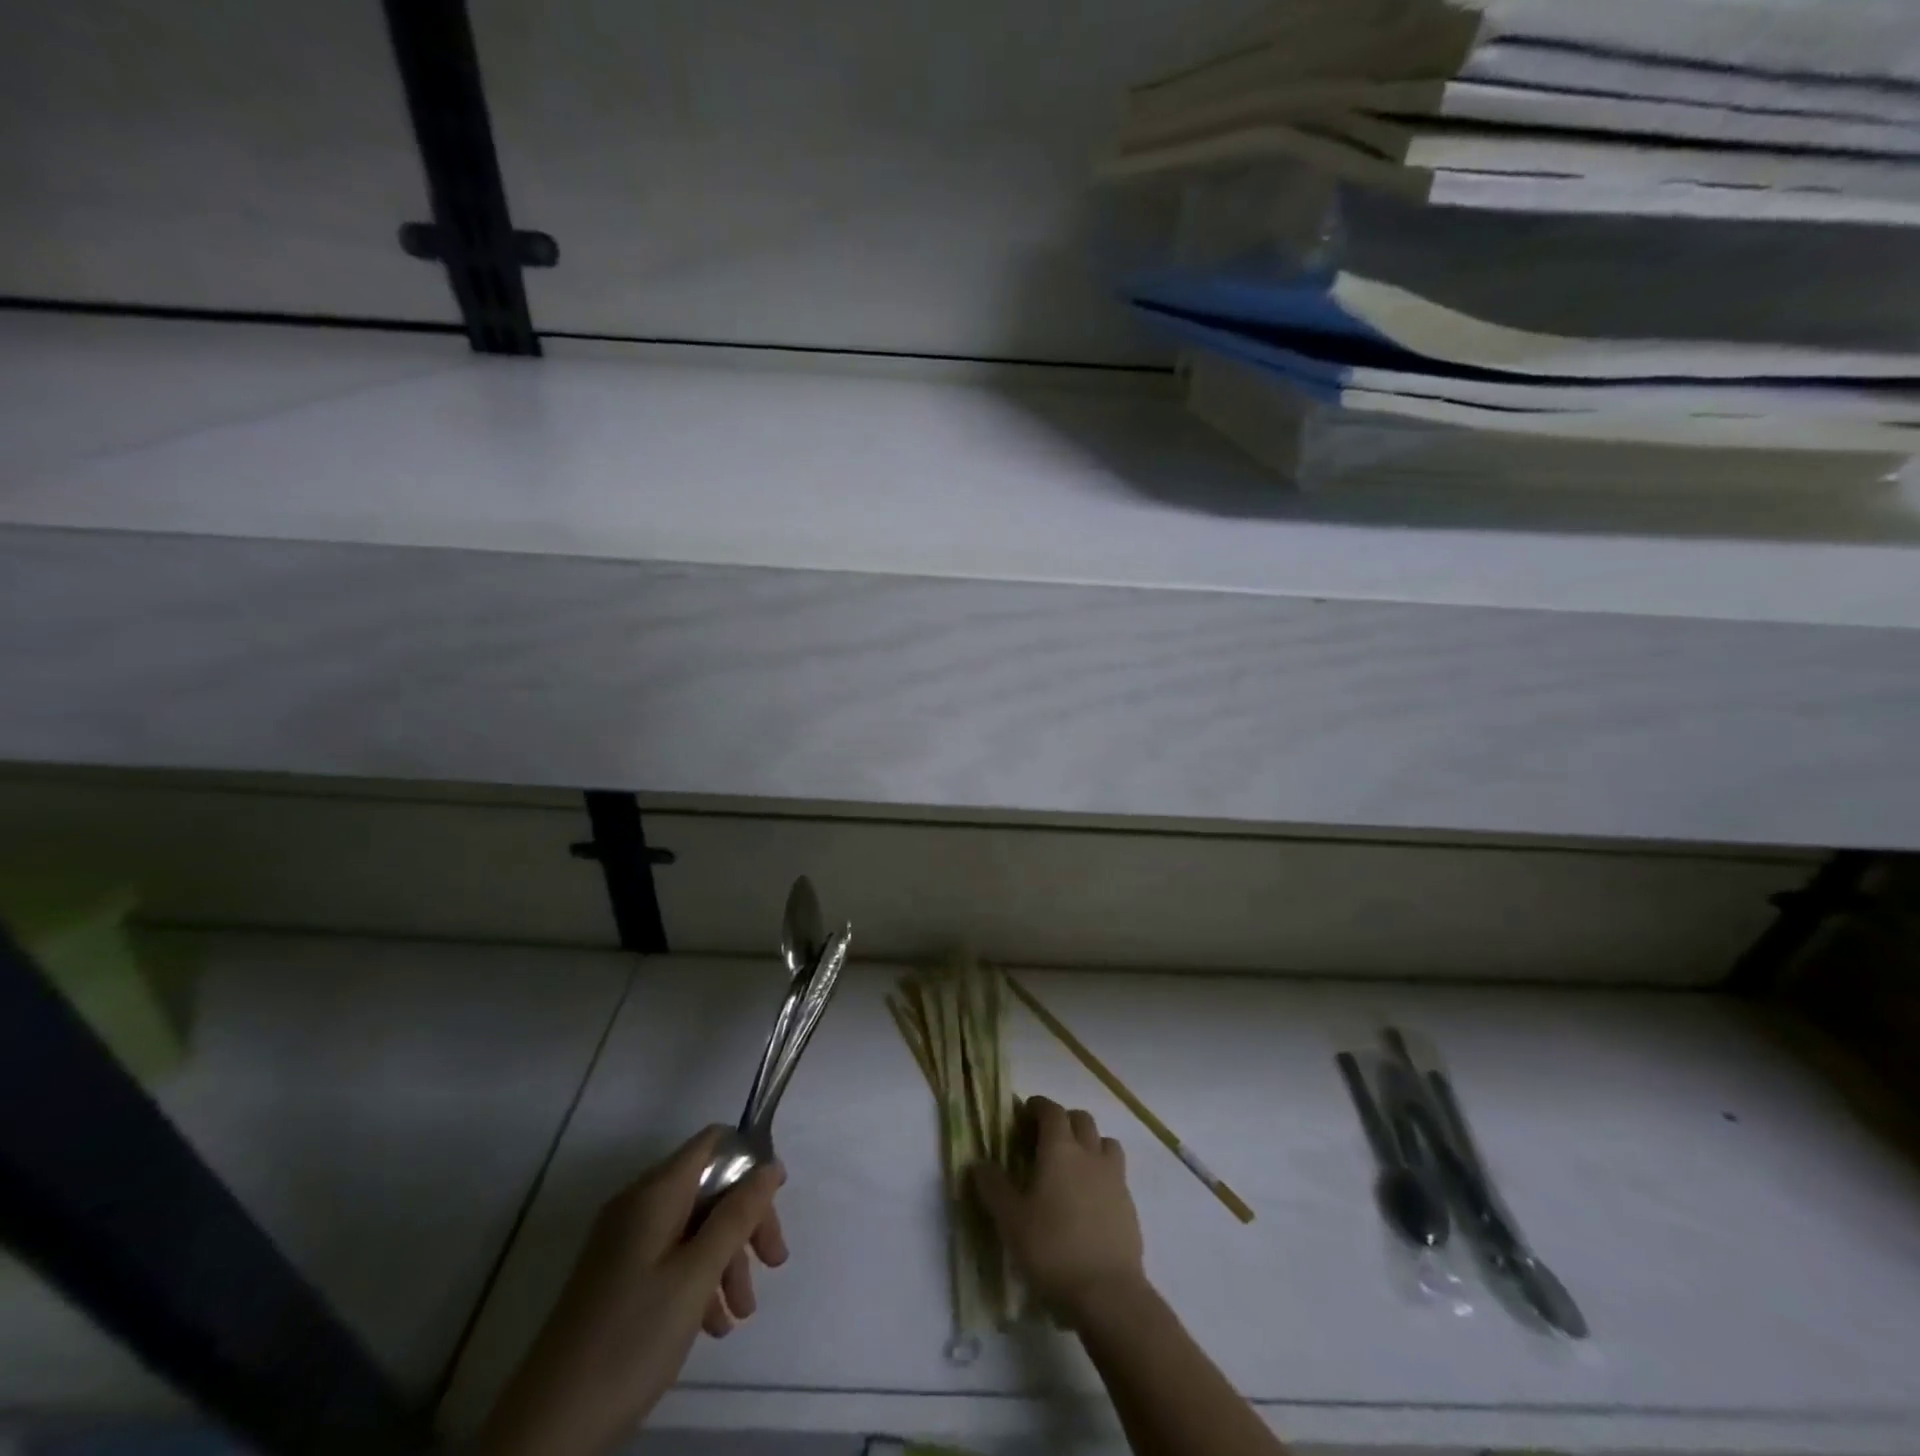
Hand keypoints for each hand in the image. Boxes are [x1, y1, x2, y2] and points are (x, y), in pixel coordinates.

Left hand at [473, 1128, 788, 1455]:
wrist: (546, 1430)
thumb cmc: (630, 1339)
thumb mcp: (696, 1275)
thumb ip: (737, 1216)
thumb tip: (770, 1166)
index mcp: (654, 1193)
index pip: (713, 1142)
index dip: (749, 1160)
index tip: (777, 1199)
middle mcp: (638, 1206)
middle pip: (708, 1187)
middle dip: (745, 1220)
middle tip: (773, 1262)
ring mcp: (625, 1243)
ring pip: (694, 1226)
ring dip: (726, 1259)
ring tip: (741, 1313)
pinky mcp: (618, 1278)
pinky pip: (672, 1257)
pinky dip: (699, 1280)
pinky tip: (713, 1325)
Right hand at [973, 1096, 1145, 1323]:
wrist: (1107, 1293)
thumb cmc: (1052, 1249)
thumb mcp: (1011, 1220)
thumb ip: (993, 1187)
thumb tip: (979, 1163)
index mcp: (1060, 1148)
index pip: (1051, 1110)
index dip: (1037, 1107)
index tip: (1023, 1115)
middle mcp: (1090, 1153)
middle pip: (1081, 1119)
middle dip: (1063, 1121)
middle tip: (1044, 1140)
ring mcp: (1114, 1177)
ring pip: (1104, 1142)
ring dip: (1088, 1143)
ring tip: (1072, 1165)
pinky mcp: (1129, 1204)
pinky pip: (1116, 1173)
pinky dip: (1101, 1173)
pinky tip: (1089, 1199)